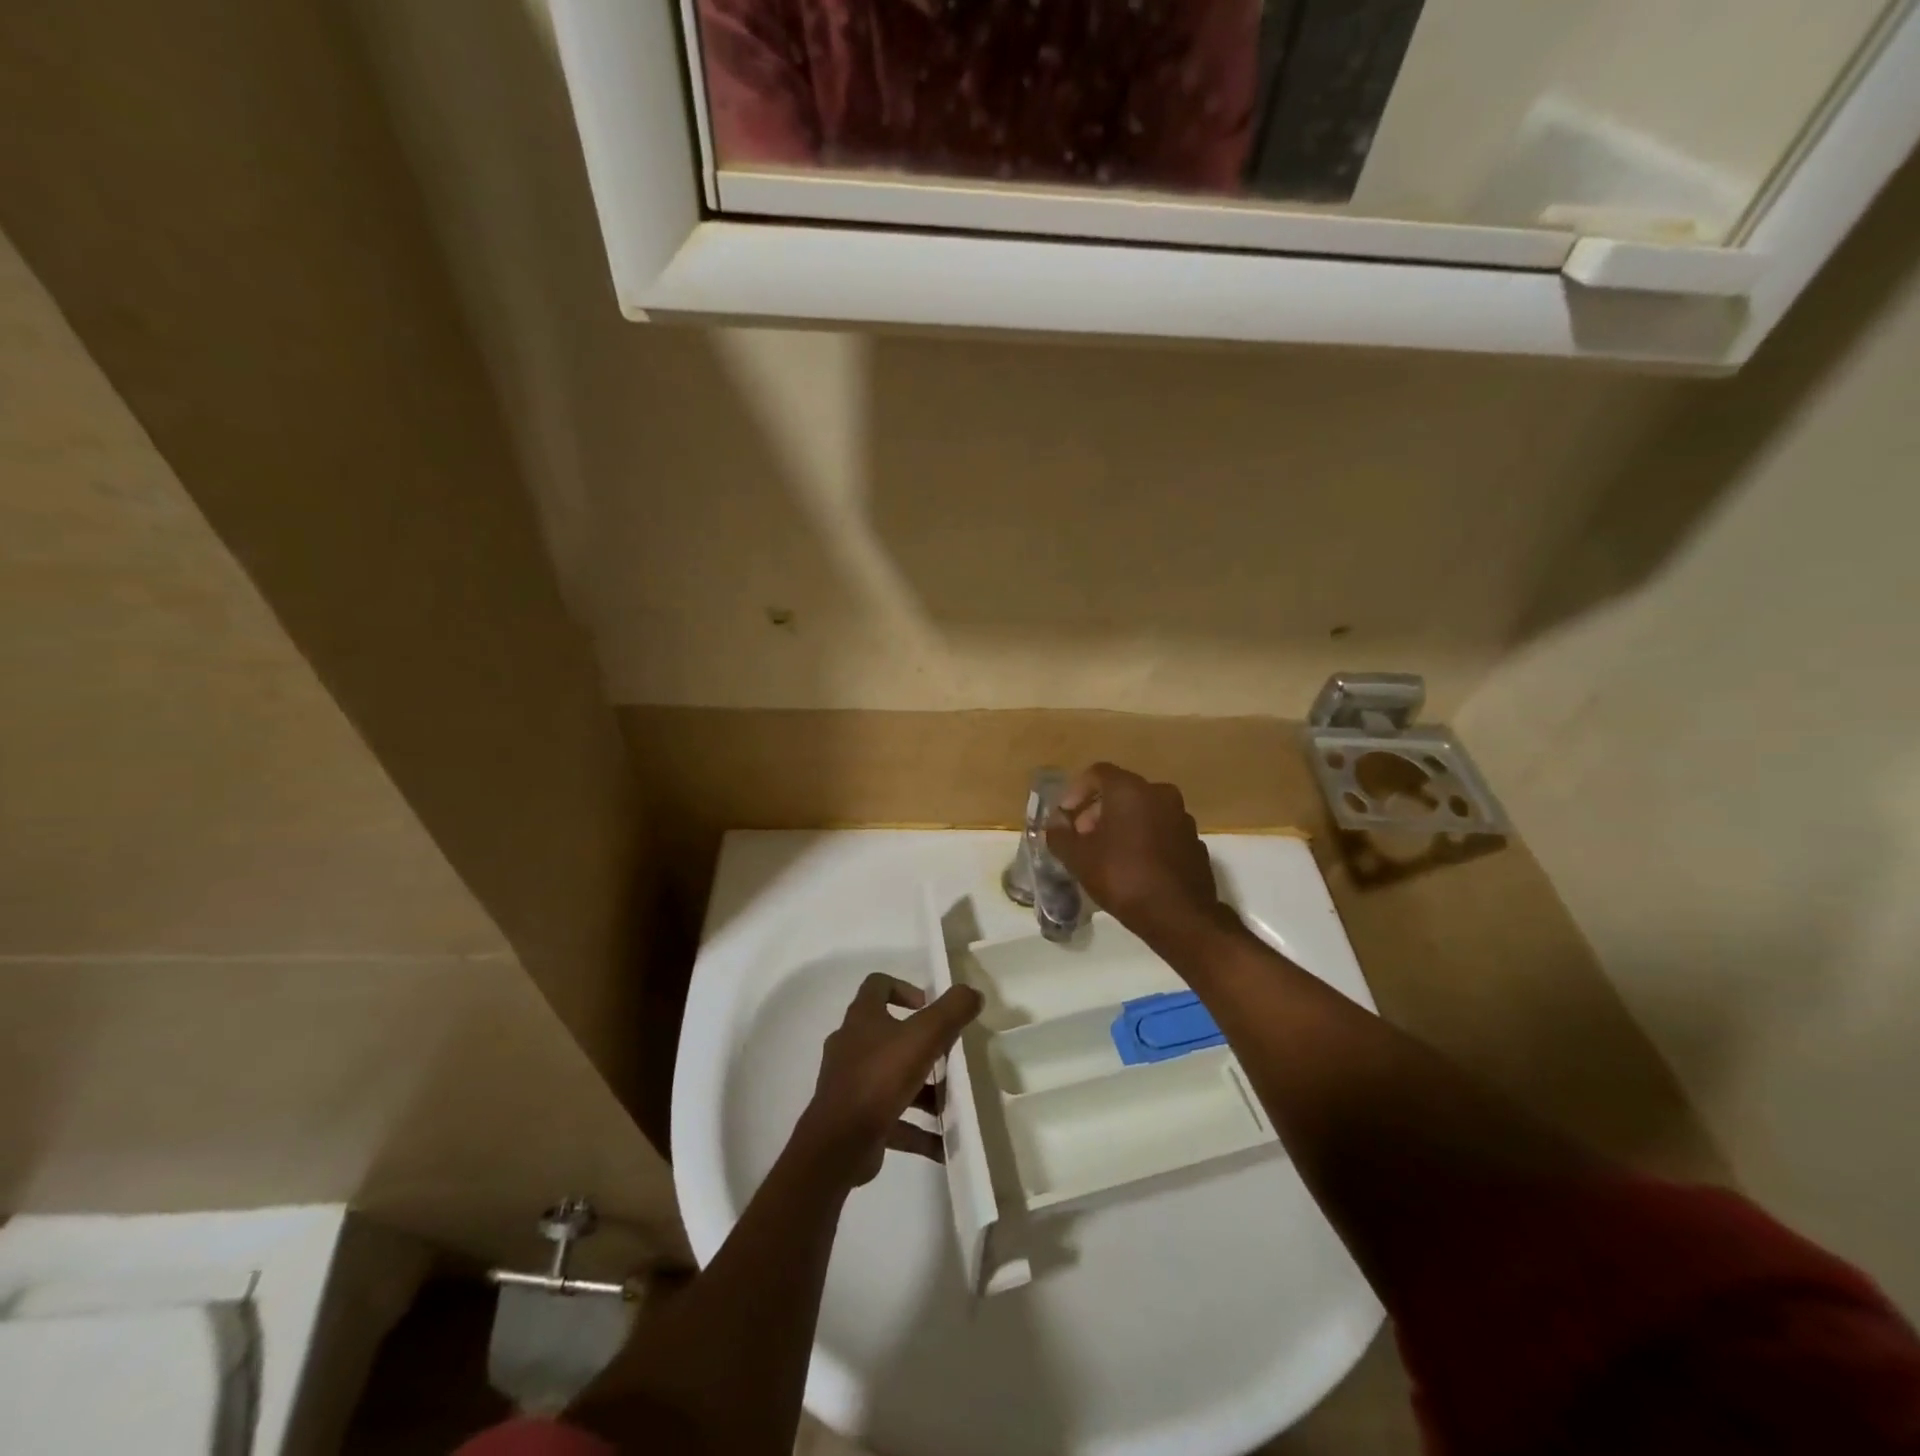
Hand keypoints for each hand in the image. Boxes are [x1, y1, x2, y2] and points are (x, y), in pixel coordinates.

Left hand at [795, 973, 982, 1188]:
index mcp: (862, 1018)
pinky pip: (894, 1118)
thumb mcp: (924, 1036)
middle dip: (923, 1044)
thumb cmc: (880, 1077)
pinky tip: (944, 1145)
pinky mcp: (856, 1118)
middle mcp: (852, 1045)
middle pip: (890, 1034)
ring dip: (924, 1090)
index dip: (904, 988)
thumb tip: (973, 992)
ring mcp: (851, 1083)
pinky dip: (918, 1129)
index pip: (877, 985)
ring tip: (954, 1102)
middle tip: (950, 1055)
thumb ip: (951, 1010)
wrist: (838, 1144)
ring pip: (894, 1078)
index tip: (929, 1006)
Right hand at [1045, 763, 1232, 949]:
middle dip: (1097, 811)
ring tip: (1106, 854)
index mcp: (1131, 790)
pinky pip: (1161, 831)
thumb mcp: (1079, 858)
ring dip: (1122, 825)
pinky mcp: (1194, 842)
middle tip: (1082, 838)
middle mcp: (1160, 794)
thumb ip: (1060, 835)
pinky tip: (1134, 867)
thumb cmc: (1123, 877)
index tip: (1066, 817)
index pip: (1097, 773)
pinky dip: (1144, 839)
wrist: (1179, 916)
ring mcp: (1182, 818)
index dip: (1076, 792)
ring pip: (1143, 811)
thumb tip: (1056, 822)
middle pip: (1121, 792)